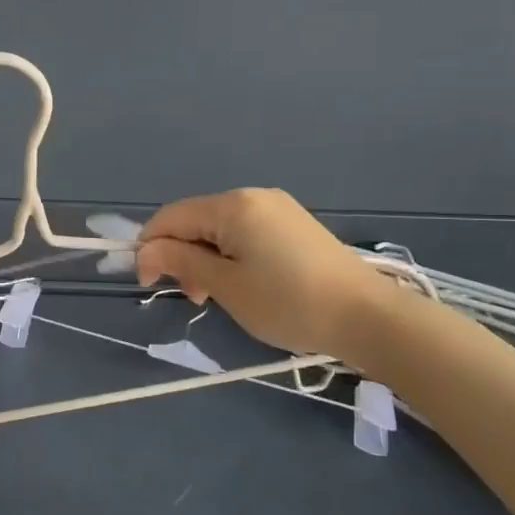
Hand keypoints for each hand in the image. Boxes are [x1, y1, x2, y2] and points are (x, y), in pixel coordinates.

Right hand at [136, 188, 392, 357]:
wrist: (370, 318)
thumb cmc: (289, 302)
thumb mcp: (225, 286)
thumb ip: (180, 262)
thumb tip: (145, 252)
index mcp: (232, 205)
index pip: (171, 217)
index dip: (150, 248)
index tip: (149, 286)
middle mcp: (253, 197)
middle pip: (195, 221)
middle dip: (181, 256)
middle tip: (194, 298)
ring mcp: (277, 209)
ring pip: (219, 229)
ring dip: (205, 259)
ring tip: (217, 297)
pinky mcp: (294, 226)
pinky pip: (245, 233)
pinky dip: (231, 257)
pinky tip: (243, 284)